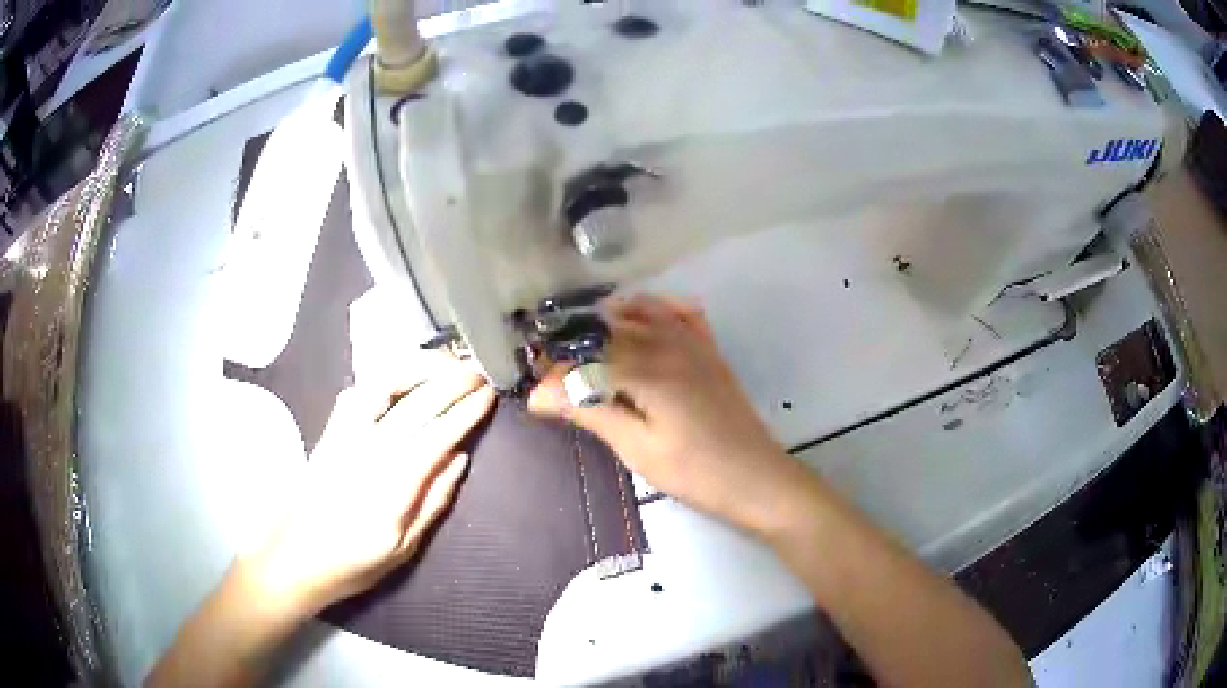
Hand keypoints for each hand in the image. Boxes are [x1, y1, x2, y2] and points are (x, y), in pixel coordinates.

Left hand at [248, 357, 495, 615]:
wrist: (296, 557)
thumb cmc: (355, 561)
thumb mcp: (404, 548)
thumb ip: (433, 501)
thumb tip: (459, 458)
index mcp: (391, 487)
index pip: (436, 436)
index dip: (465, 412)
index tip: (488, 395)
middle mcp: (366, 452)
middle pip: (414, 404)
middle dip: (451, 382)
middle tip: (477, 373)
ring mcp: (343, 437)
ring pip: (381, 387)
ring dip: (416, 369)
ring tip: (443, 363)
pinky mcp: (329, 432)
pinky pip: (356, 393)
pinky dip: (381, 377)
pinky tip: (398, 378)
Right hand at [530, 295, 810, 534]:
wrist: (756, 478)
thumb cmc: (695, 471)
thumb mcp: (637, 447)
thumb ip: (591, 411)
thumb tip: (537, 393)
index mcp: (648, 367)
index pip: (587, 354)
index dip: (556, 369)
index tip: (535, 389)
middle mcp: (668, 342)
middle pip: (609, 328)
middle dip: (574, 345)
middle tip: (553, 374)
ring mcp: (693, 342)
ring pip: (640, 312)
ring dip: (607, 321)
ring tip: (583, 347)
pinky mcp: (708, 350)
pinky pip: (678, 312)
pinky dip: (653, 309)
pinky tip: (638, 321)